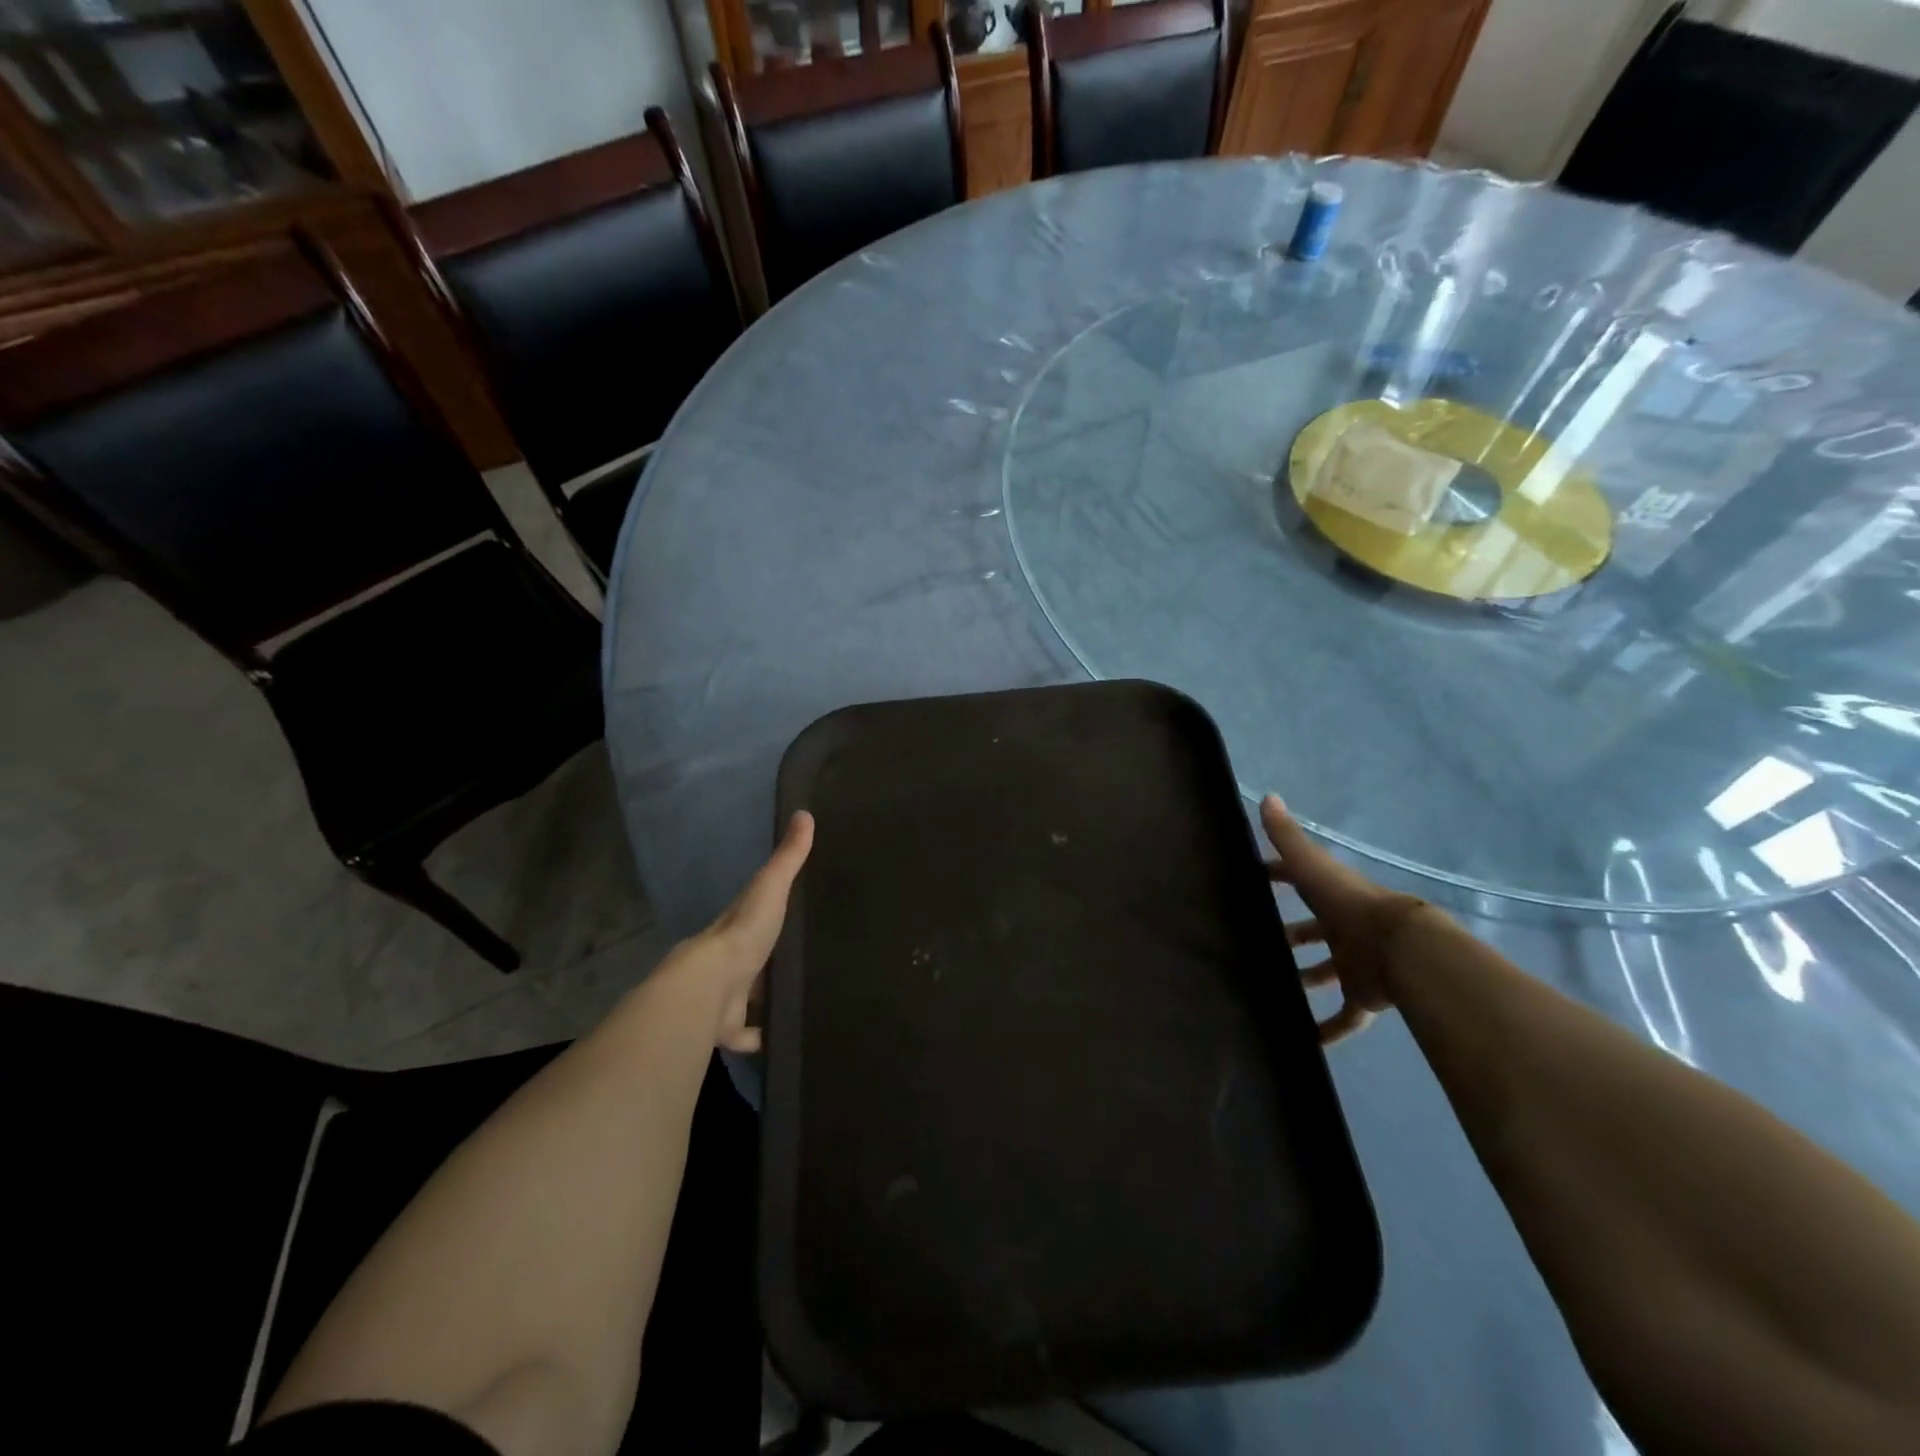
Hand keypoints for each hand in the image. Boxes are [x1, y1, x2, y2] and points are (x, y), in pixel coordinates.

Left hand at [660, 811, 813, 1052]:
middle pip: (753, 957)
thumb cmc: (743, 933)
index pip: (754, 913)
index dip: (769, 910)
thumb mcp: (771, 887)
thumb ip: (789, 856)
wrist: (710, 988)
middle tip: (805, 959)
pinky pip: (750, 1035)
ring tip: (801, 998)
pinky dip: (763, 1038)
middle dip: (769, 959)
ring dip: (766, 998)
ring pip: (751, 996)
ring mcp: (728, 996)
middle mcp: (730, 960)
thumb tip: (804, 812)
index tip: (793, 911)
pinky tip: (784, 1038)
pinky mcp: (730, 1028)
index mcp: (738, 926)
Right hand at [1261, 795, 1426, 1044]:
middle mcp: (1342, 928)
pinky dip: (1329, 1031)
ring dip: (1304, 979)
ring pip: (1325, 973)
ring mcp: (1354, 964)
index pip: (1300, 880)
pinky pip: (1345, 1018)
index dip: (1277, 876)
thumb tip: (1268, 795)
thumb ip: (1289, 837)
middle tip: (1256, 943)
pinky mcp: (1363, 997)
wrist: (1402, 950)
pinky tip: (1305, 1042)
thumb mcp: (1312, 867)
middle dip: (1289, 935)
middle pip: (1312, 931)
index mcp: (1331, 897)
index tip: (1252, 879)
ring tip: (1271, 989)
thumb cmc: (1350, 905)